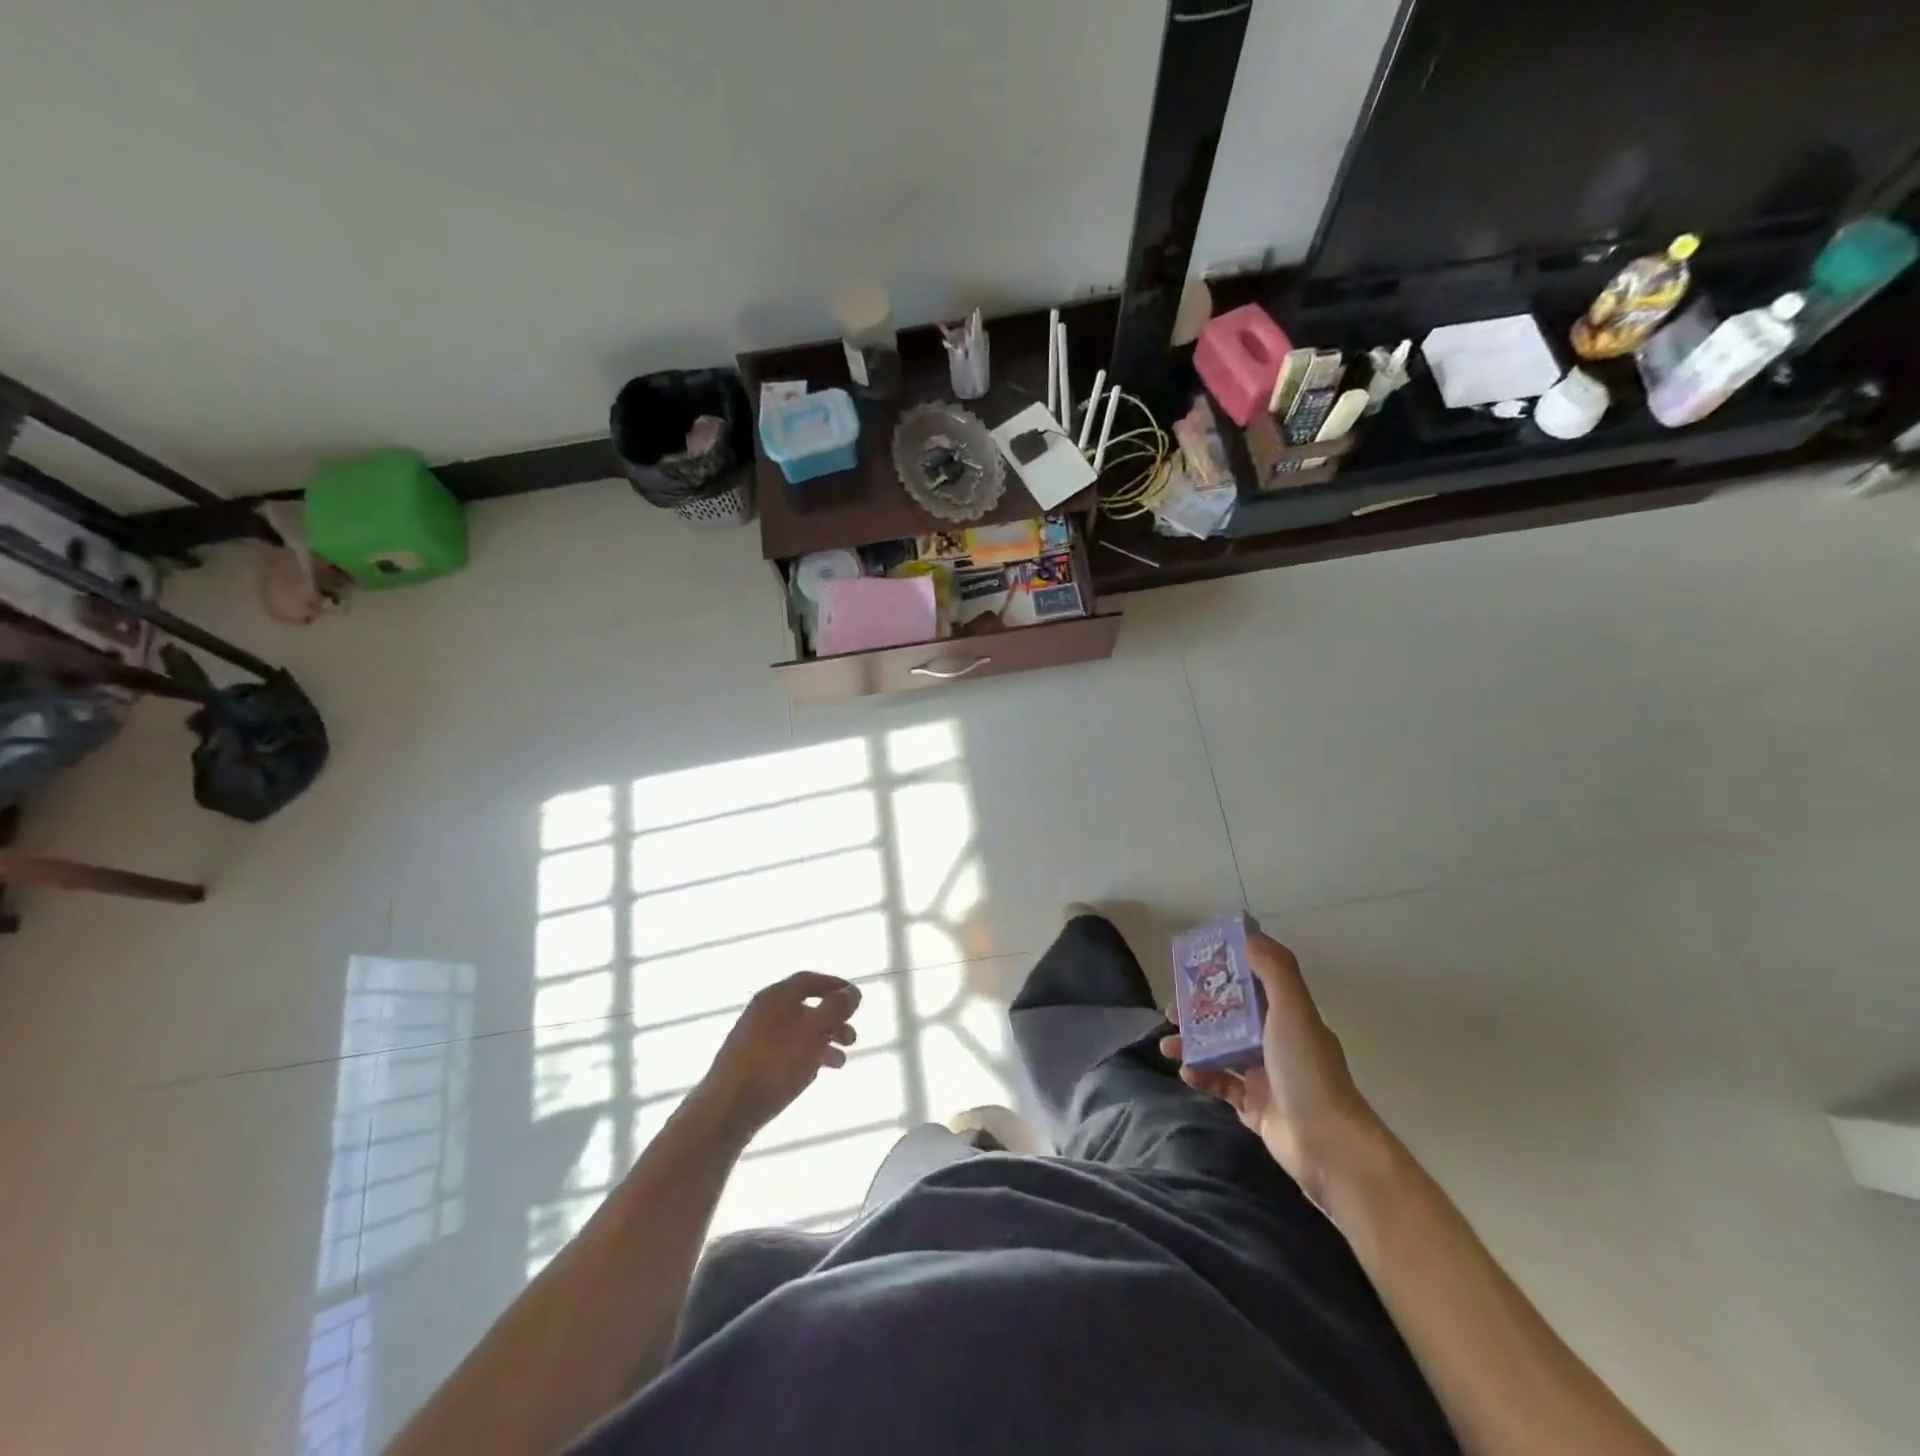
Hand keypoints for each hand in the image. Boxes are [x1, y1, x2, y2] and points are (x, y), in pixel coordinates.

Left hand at [694, 972, 860, 1143]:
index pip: (810, 980)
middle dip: (833, 1020)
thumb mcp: (815, 1031)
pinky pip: (784, 1051)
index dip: (836, 985)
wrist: (725, 1110)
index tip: (856, 998)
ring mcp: (752, 1038)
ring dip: (822, 1042)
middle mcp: (762, 1011)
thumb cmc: (775, 1064)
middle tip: (853, 1037)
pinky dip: (804, 1057)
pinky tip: (814, 1074)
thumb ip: (837, 1008)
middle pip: (805, 1007)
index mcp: (776, 996)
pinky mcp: (747, 1064)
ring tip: (841, 1062)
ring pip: (796, 1032)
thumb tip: (852, 992)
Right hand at [1160, 931, 1382, 1205]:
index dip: (1224, 972)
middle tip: (1170, 1010)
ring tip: (1167, 1045)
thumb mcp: (1293, 1010)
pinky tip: (1186, 1073)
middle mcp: (1276, 1042)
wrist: (1327, 1144)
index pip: (1252, 983)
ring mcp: (1265, 1076)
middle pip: (1230, 1017)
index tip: (1193, 966)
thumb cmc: (1306, 1069)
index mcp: (1287, 1016)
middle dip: (1198, 1010)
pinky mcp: (1255, 1108)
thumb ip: (1274, 970)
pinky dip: (1202, 1076)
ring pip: (1220, 1050)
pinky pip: (1221, 1085)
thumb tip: (1249, 935)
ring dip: (1192, 1044)